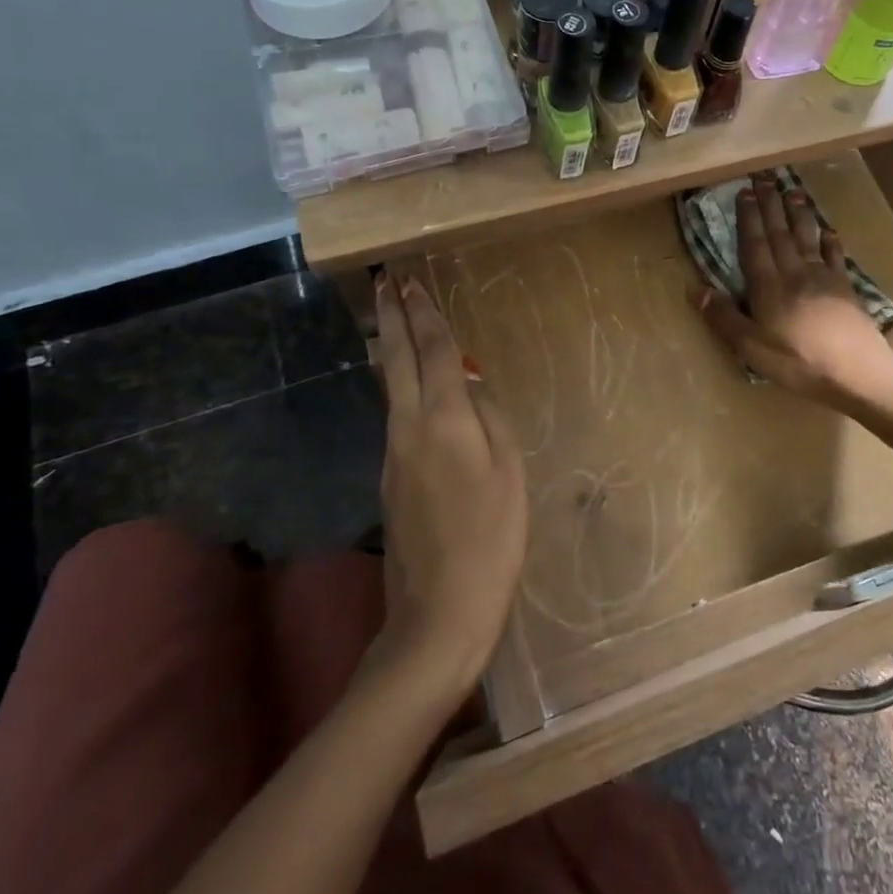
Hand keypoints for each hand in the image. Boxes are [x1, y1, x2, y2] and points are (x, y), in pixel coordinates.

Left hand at [372, 274, 527, 702]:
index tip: (410, 282)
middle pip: (395, 360)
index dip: (423, 315)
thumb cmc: (490, 539)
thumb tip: (469, 386)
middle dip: (390, 317)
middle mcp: (408, 427)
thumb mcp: (508, 473)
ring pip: (389, 386)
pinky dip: (399, 384)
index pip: (432, 352)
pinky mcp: (390, 478)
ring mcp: (393, 454)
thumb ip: (489, 419)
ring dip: (390, 346)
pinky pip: (396, 415)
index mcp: (443, 420)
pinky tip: (411, 385)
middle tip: (384, 282)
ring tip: (393, 319)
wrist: (438, 612)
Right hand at [696, 174, 891, 405]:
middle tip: (764, 178)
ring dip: (798, 213)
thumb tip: (694, 288)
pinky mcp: (845, 288)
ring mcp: (823, 278)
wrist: (857, 372)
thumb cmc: (798, 362)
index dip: (749, 218)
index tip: (745, 192)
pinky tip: (828, 230)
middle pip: (780, 233)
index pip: (755, 245)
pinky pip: (835, 256)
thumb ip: (724, 317)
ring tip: (793, 190)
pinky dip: (830, 241)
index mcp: (768, 287)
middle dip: (770, 205)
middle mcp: (794, 273)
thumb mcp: (752, 348)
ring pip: (807, 238)